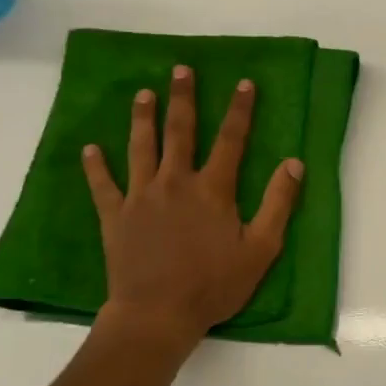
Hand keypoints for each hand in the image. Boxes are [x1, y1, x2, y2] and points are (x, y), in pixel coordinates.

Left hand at [82, 64, 303, 348]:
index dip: (240, 110)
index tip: (244, 83)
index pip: (231, 140)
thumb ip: (278, 203)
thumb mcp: (260, 249)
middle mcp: (175, 183)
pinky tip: (91, 148)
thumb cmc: (214, 284)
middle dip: (183, 99)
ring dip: (143, 119)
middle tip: (180, 70)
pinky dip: (96, 166)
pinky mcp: (115, 217)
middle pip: (180, 132)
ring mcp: (141, 197)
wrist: (157, 315)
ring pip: (141, 148)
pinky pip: (103, 185)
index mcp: (213, 189)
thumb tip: (294, 163)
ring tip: (143, 94)